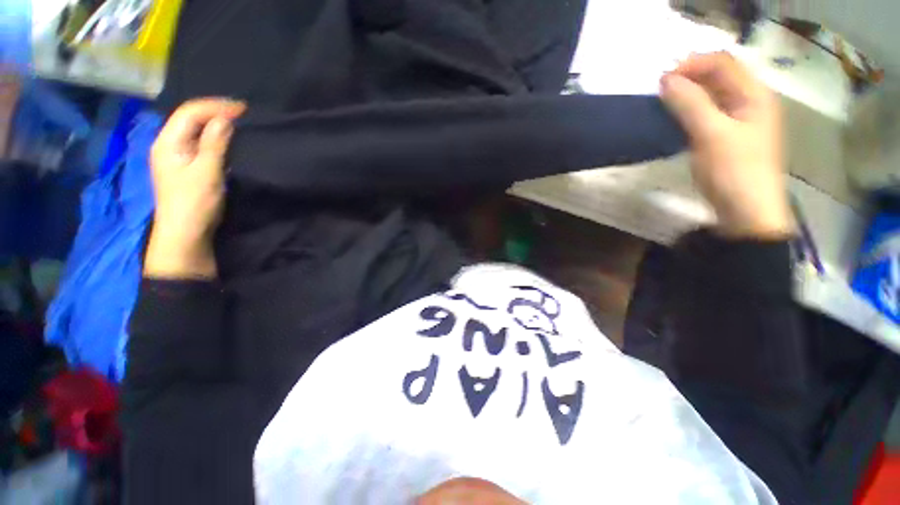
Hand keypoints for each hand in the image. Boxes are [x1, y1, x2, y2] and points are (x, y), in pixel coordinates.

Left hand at [145, 98, 245, 278]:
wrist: (185, 232)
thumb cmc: (194, 202)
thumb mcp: (206, 172)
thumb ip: (215, 144)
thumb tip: (224, 119)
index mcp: (167, 142)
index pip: (189, 112)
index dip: (215, 106)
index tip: (242, 109)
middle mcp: (168, 144)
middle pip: (189, 119)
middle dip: (214, 112)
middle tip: (241, 114)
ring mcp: (176, 156)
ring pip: (194, 131)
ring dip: (214, 124)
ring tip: (237, 124)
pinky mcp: (185, 167)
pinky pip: (199, 144)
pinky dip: (214, 138)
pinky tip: (226, 141)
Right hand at [661, 52, 793, 238]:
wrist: (746, 211)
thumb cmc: (733, 171)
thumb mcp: (711, 135)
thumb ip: (690, 104)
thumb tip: (666, 80)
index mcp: (755, 94)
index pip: (722, 62)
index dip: (692, 64)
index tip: (662, 80)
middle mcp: (751, 100)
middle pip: (719, 75)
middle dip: (689, 77)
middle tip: (660, 91)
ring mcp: (741, 119)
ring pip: (712, 94)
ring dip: (688, 93)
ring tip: (663, 102)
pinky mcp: (728, 136)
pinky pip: (708, 112)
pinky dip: (690, 110)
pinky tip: (675, 118)